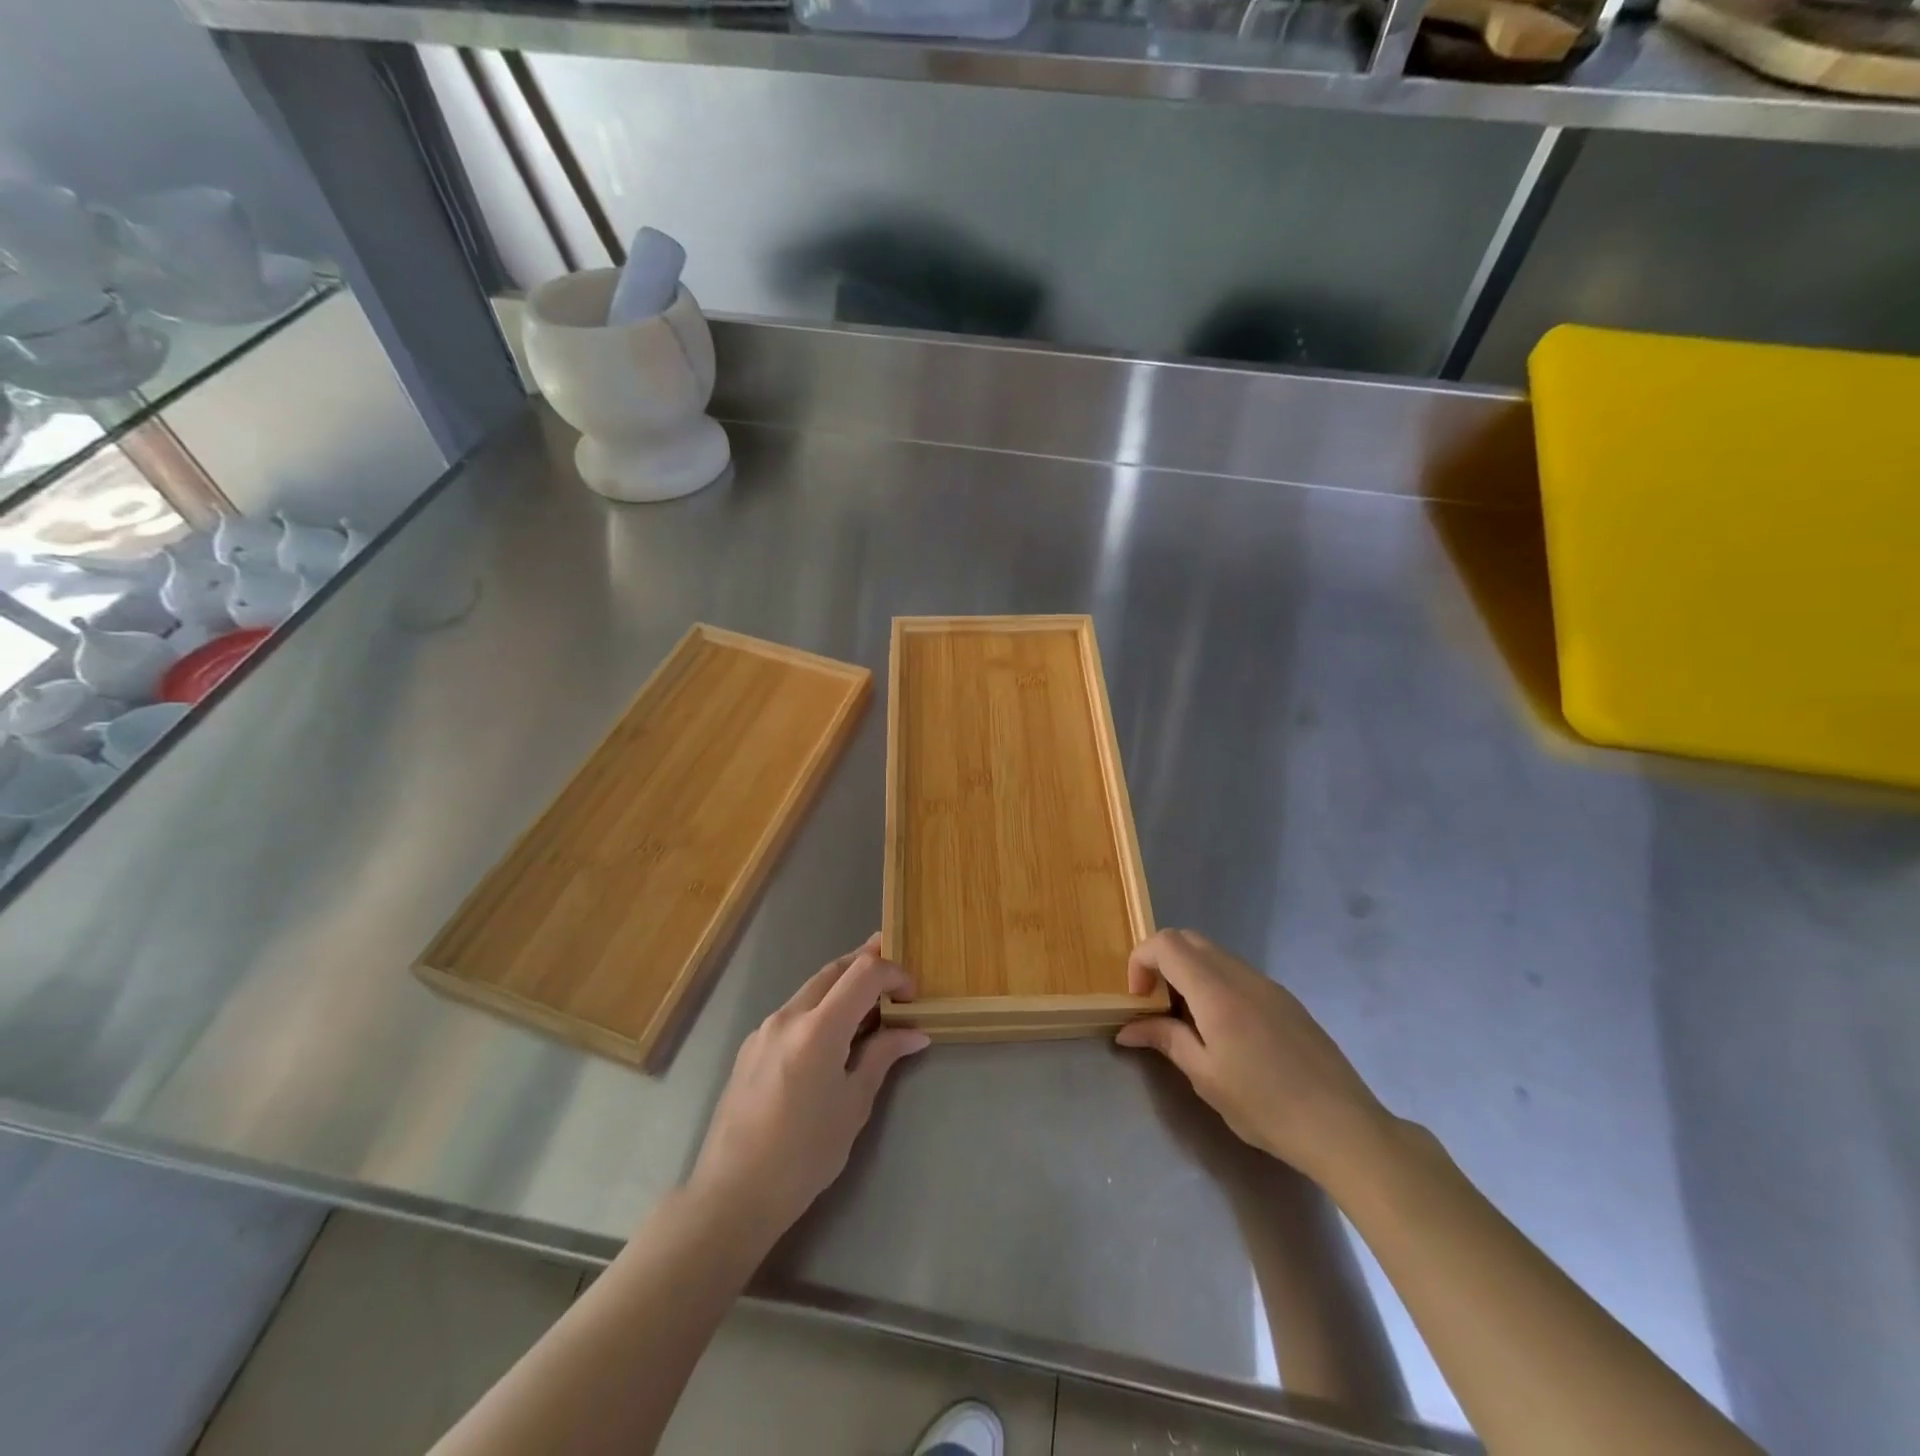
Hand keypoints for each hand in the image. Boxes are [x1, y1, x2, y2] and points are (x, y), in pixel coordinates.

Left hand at [687, 934, 929, 1246]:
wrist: (732, 1194)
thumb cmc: (804, 1155)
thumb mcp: (853, 1105)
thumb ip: (882, 1057)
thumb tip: (914, 1032)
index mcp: (818, 1029)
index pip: (864, 973)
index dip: (894, 973)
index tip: (912, 994)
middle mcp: (788, 1016)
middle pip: (834, 969)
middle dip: (868, 962)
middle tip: (897, 972)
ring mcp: (764, 1029)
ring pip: (812, 988)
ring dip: (843, 985)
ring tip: (871, 1003)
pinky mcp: (751, 1046)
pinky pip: (794, 1012)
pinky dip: (821, 1007)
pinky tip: (833, 1035)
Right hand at [1116, 929, 1391, 1189]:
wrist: (1343, 1127)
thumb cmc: (1266, 1105)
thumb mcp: (1205, 1076)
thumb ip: (1166, 1040)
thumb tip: (1128, 1028)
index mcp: (1216, 990)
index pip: (1166, 943)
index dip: (1141, 961)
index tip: (1139, 1000)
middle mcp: (1241, 975)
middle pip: (1189, 940)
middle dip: (1161, 962)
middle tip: (1156, 1005)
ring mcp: (1268, 984)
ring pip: (1214, 955)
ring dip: (1189, 973)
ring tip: (1188, 1022)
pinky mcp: (1285, 999)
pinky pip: (1238, 973)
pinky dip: (1215, 984)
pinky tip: (1224, 1031)